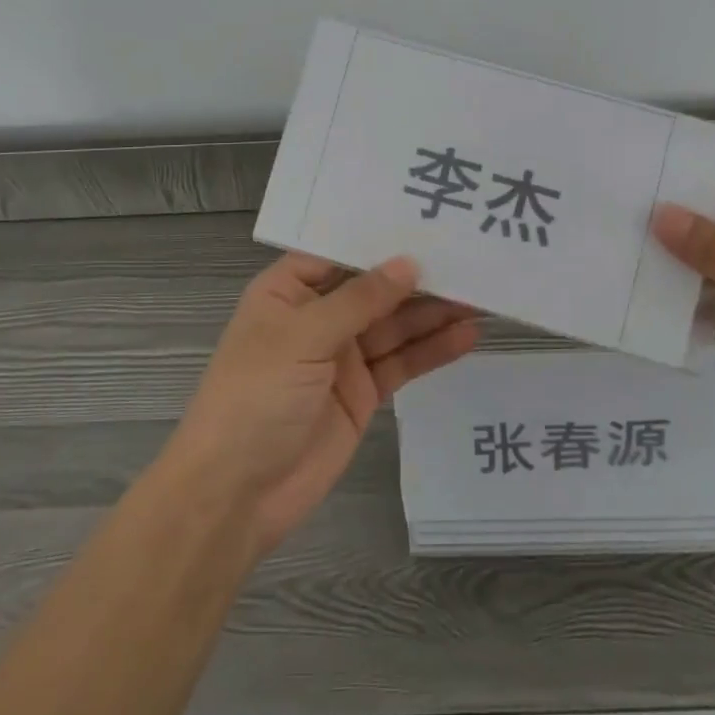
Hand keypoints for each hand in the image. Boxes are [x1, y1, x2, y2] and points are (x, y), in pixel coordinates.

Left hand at [169, 253, 478, 553]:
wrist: (235, 495)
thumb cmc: (255, 397)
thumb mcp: (302, 337)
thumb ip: (359, 300)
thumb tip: (409, 264)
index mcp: (289, 290)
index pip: (340, 252)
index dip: (381, 237)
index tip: (427, 219)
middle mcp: (317, 316)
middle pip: (374, 288)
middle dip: (417, 276)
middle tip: (469, 258)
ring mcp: (342, 355)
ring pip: (395, 324)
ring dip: (433, 312)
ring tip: (480, 294)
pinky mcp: (362, 392)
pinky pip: (402, 362)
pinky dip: (432, 350)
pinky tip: (466, 335)